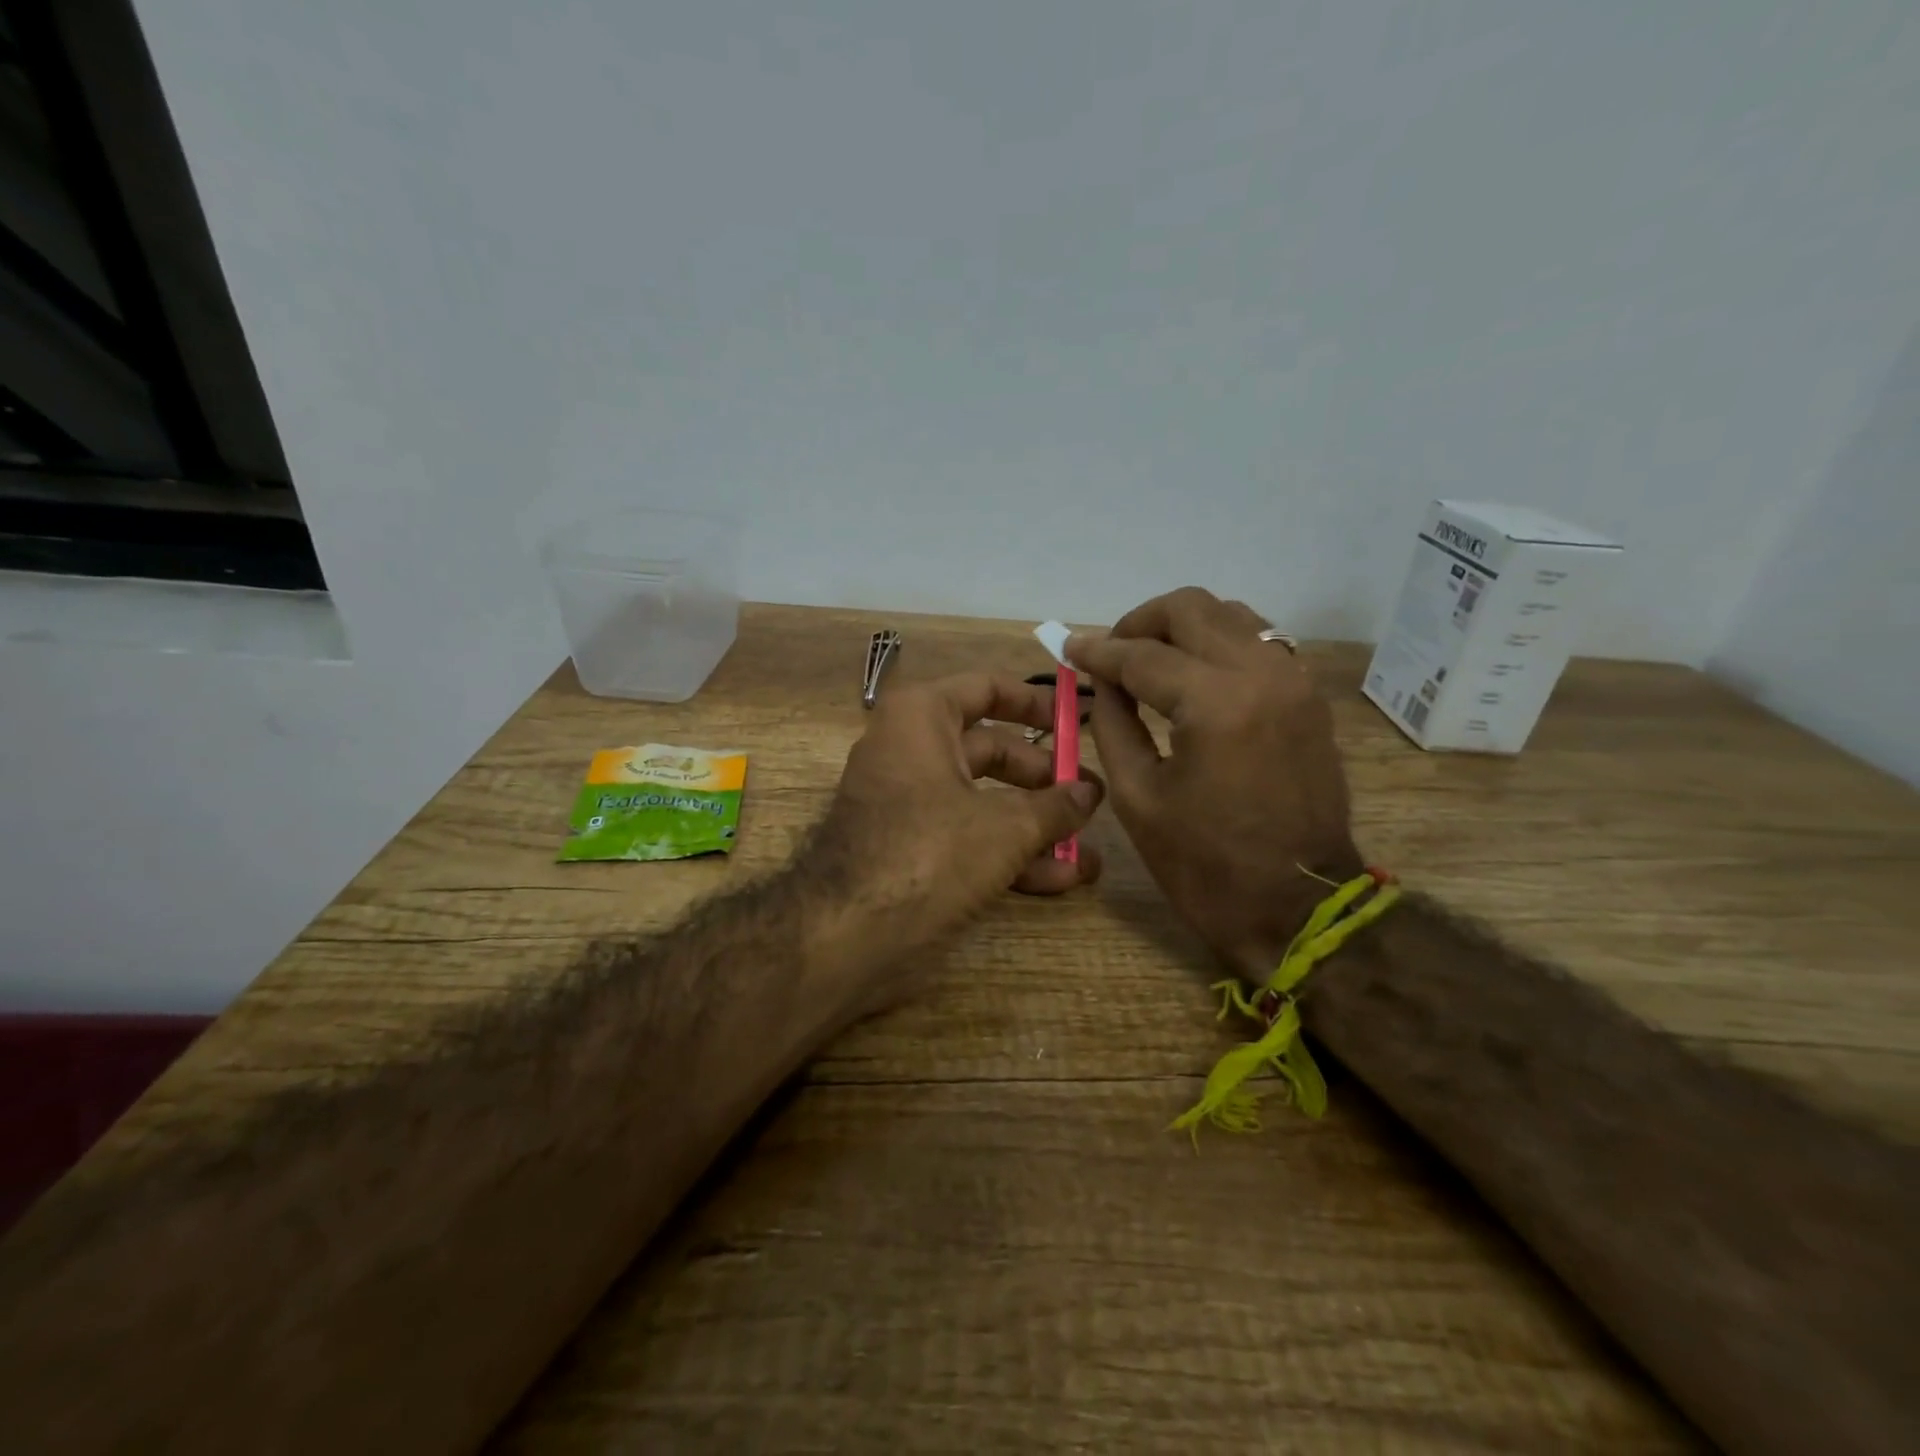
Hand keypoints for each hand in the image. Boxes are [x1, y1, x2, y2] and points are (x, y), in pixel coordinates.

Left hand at [805, 672, 1103, 1000]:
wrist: (846, 936)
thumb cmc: (929, 854)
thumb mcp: (1005, 828)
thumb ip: (1055, 806)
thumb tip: (1090, 792)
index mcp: (922, 718)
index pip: (987, 688)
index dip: (1037, 702)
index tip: (1078, 720)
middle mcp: (911, 750)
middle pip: (992, 751)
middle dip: (1045, 779)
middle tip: (1091, 799)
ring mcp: (909, 803)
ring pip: (983, 801)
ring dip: (1036, 826)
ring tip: (1088, 851)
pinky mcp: (911, 850)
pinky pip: (967, 838)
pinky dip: (1008, 854)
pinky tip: (1060, 879)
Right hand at [1066, 588, 1361, 981]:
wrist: (1299, 907)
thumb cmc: (1205, 865)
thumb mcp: (1137, 797)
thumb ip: (1112, 723)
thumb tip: (1102, 681)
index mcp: (1215, 705)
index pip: (1142, 655)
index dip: (1098, 651)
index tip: (1068, 647)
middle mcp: (1262, 674)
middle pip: (1190, 608)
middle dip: (1139, 623)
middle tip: (1110, 654)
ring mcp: (1294, 680)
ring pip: (1229, 614)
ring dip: (1181, 627)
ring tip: (1148, 661)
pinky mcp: (1307, 696)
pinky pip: (1256, 641)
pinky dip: (1216, 643)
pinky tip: (1192, 675)